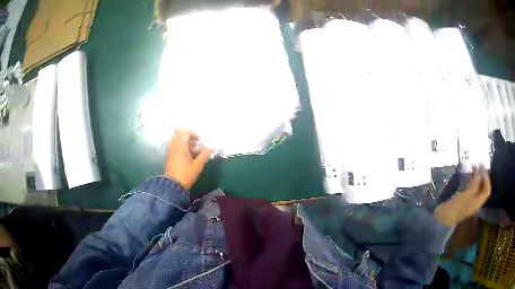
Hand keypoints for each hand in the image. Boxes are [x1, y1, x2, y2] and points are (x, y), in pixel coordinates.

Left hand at [165, 129, 213, 189]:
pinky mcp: (170, 157)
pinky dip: (181, 148)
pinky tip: (188, 157)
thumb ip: (205, 154)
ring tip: (193, 152)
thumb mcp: (198, 164)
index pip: (185, 132)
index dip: (193, 134)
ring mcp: (170, 151)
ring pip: (177, 141)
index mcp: (180, 145)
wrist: (173, 185)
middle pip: (179, 135)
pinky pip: (175, 147)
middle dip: (188, 138)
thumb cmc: (187, 174)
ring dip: (185, 143)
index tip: (199, 141)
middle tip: (195, 145)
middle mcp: (174, 146)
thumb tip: (212, 147)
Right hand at [434, 165, 490, 226]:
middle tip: (478, 164)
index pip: (487, 190)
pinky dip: (471, 180)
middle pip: (482, 187)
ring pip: (477, 186)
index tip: (482, 168)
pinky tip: (468, 174)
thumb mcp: (467, 194)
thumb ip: (475, 183)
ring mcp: (469, 200)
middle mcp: (476, 201)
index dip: (486, 178)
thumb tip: (480, 172)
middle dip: (482, 175)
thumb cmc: (456, 206)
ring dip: (476, 176)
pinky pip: (471, 188)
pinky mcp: (464, 199)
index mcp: (478, 202)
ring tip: (473, 166)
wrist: (443, 217)